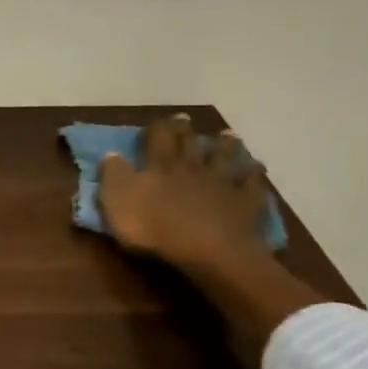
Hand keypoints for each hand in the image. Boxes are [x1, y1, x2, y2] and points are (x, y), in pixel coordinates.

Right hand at [98, 114, 273, 275]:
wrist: (206, 249)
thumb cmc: (154, 228)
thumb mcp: (118, 202)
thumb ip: (114, 176)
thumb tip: (111, 154)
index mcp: (160, 167)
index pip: (157, 140)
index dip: (156, 129)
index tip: (156, 121)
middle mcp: (191, 167)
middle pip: (189, 144)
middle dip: (185, 130)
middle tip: (185, 119)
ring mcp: (221, 183)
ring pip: (224, 157)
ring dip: (225, 145)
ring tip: (228, 136)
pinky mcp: (244, 202)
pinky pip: (252, 183)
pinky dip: (253, 174)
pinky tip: (256, 169)